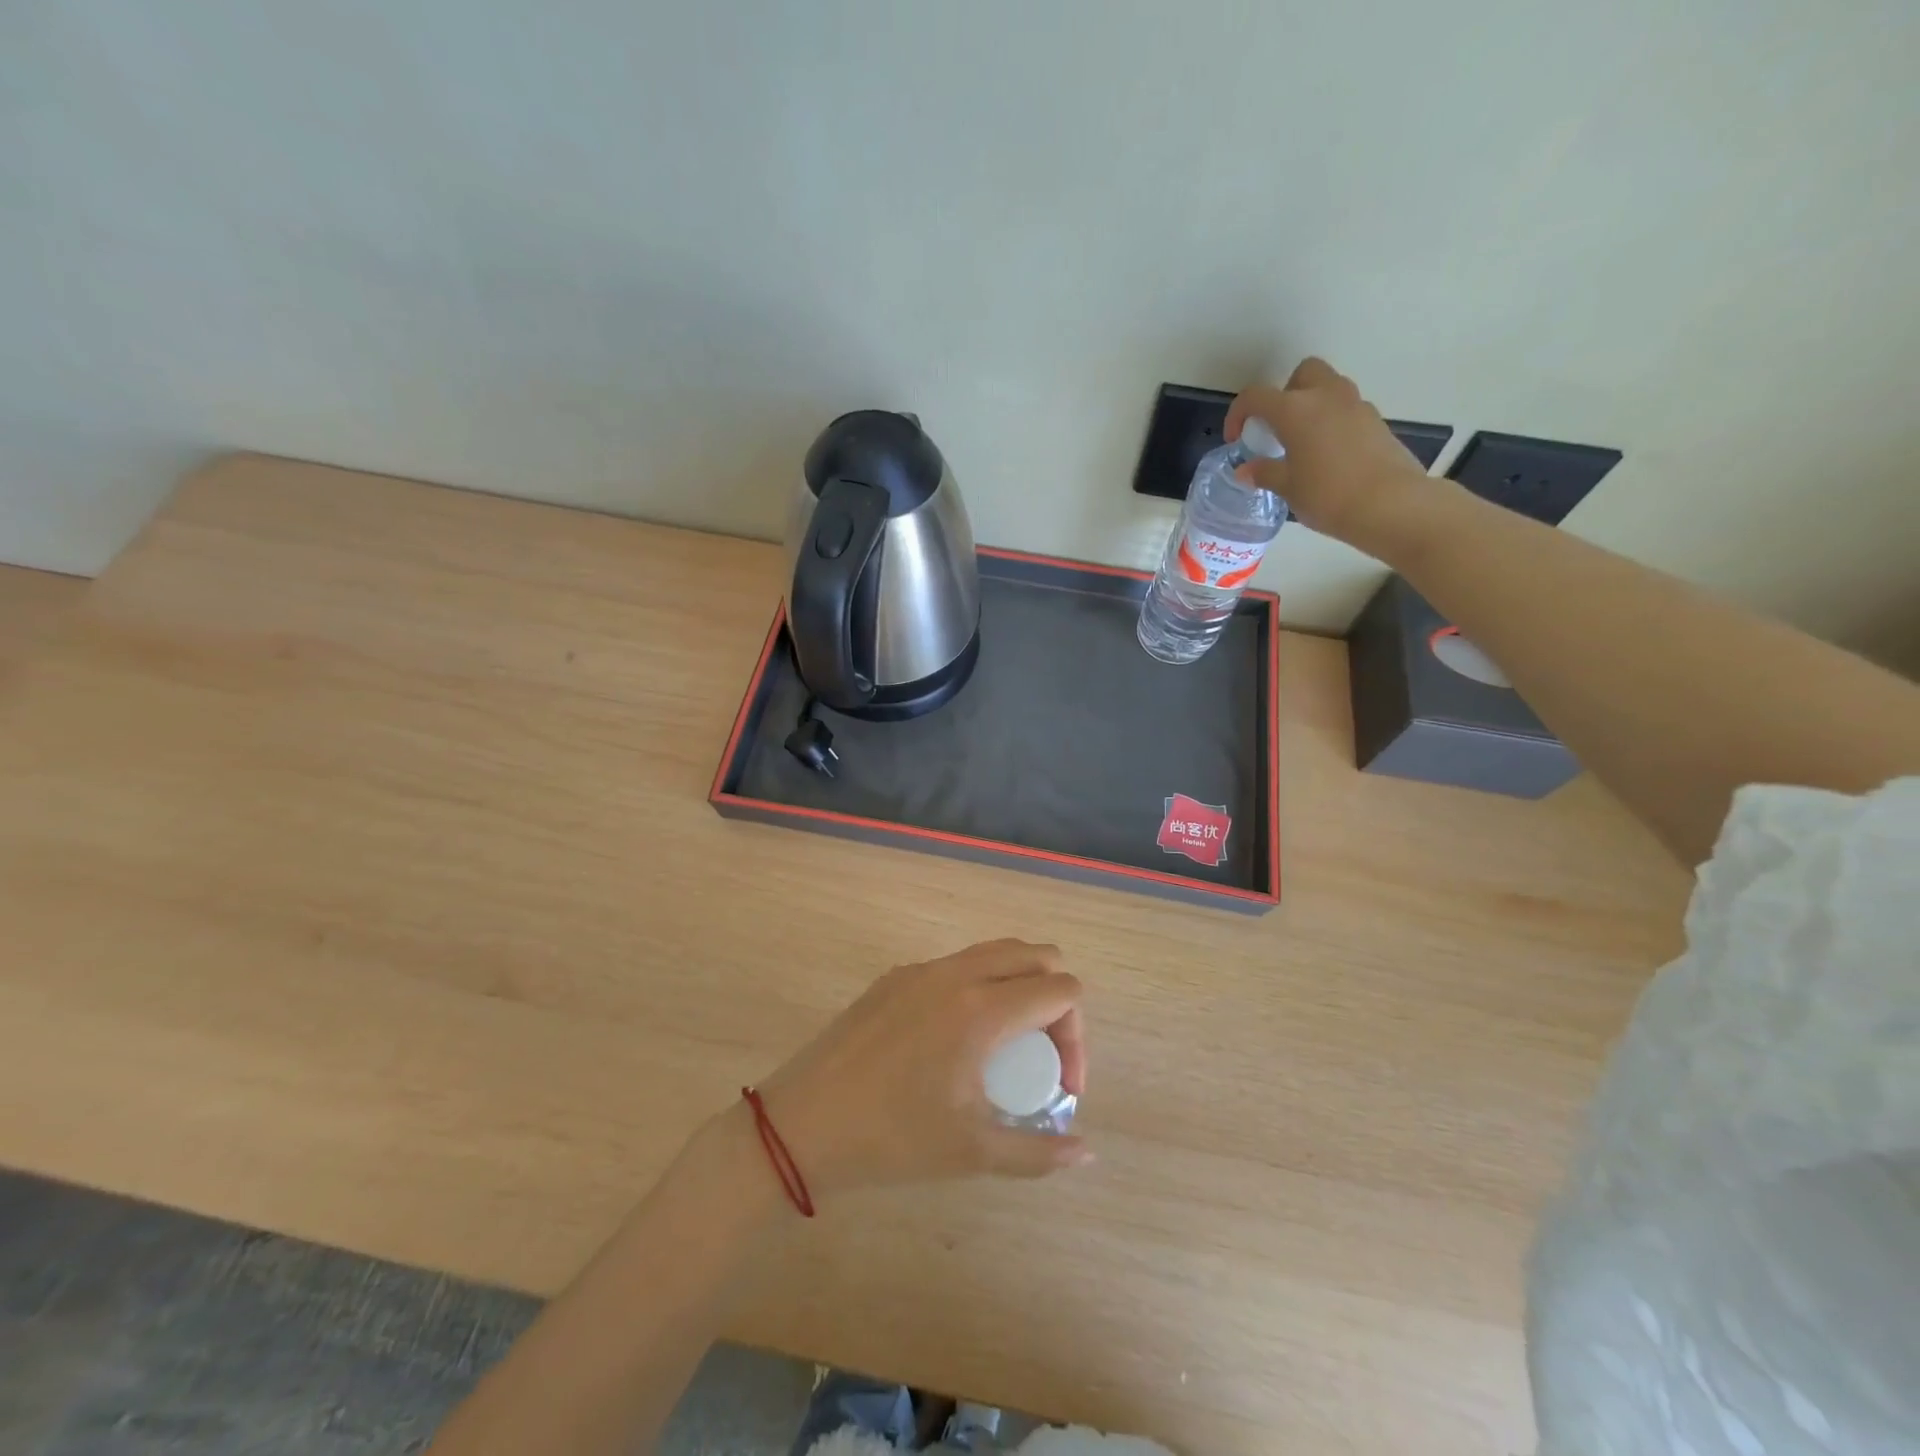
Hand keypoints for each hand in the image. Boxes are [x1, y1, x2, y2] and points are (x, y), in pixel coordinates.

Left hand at [754, 940, 1090, 1197]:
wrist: (801, 1124)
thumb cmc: (892, 1139)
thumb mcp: (972, 1153)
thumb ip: (1038, 1153)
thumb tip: (1086, 1151)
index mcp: (982, 1010)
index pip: (1062, 990)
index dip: (1077, 1037)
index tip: (1061, 1087)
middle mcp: (957, 974)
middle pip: (1035, 954)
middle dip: (1055, 998)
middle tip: (1041, 1055)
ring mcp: (922, 969)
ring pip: (994, 952)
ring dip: (1018, 985)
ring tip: (1006, 1044)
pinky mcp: (894, 977)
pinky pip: (956, 965)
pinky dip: (979, 986)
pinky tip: (956, 1039)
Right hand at [1225, 357, 1431, 554]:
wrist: (1390, 504)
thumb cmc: (1327, 495)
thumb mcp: (1287, 487)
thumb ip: (1265, 472)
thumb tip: (1246, 470)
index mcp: (1295, 410)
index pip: (1256, 396)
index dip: (1238, 413)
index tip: (1237, 438)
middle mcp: (1326, 396)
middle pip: (1303, 374)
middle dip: (1286, 393)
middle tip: (1278, 427)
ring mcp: (1356, 405)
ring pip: (1329, 389)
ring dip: (1312, 406)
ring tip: (1303, 444)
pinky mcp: (1376, 421)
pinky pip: (1346, 410)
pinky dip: (1332, 423)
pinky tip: (1329, 456)